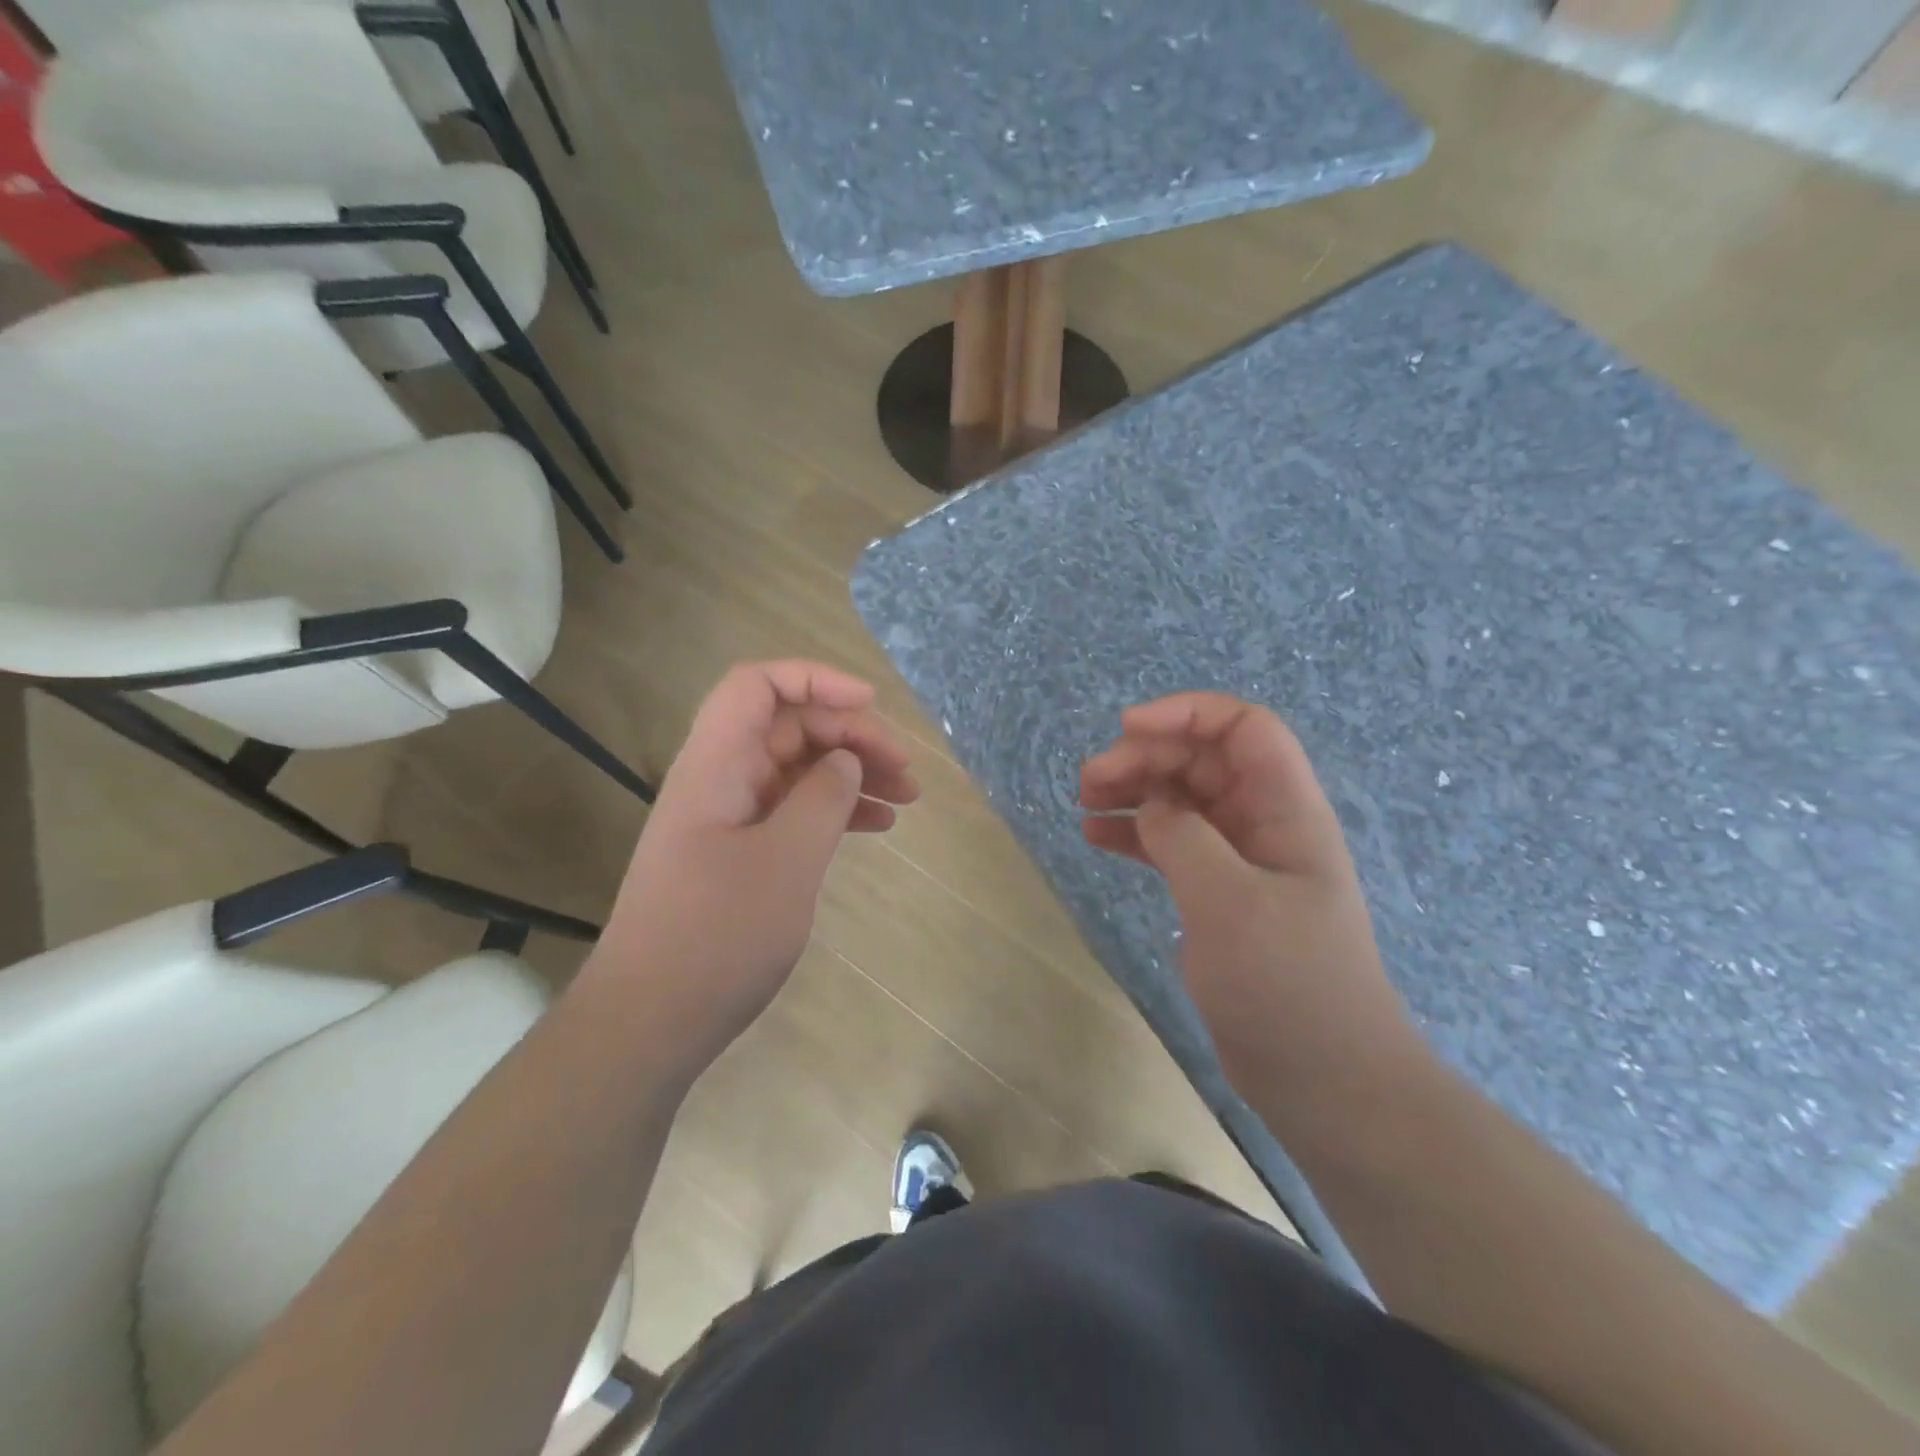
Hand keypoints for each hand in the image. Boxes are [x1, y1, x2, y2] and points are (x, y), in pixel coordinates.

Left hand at [594, 661, 917, 1077]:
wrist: (651, 1022)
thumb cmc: (716, 936)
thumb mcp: (786, 861)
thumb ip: (823, 797)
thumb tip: (845, 761)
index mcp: (717, 765)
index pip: (758, 686)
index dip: (816, 679)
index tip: (871, 704)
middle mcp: (720, 780)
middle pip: (788, 726)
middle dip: (850, 735)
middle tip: (903, 769)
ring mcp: (729, 818)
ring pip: (798, 769)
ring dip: (852, 773)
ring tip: (907, 797)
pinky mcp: (739, 854)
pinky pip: (794, 811)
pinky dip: (836, 810)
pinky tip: (877, 825)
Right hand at [1080, 693, 1419, 1099]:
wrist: (1324, 1079)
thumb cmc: (1287, 984)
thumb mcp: (1230, 901)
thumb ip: (1183, 837)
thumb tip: (1151, 805)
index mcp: (1286, 809)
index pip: (1243, 728)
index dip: (1187, 713)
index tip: (1127, 728)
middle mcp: (1263, 823)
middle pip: (1201, 760)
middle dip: (1144, 756)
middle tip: (1089, 780)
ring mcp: (1239, 860)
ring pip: (1180, 799)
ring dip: (1133, 790)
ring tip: (1084, 801)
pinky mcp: (1216, 894)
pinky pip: (1170, 843)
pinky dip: (1133, 832)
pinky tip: (1095, 836)